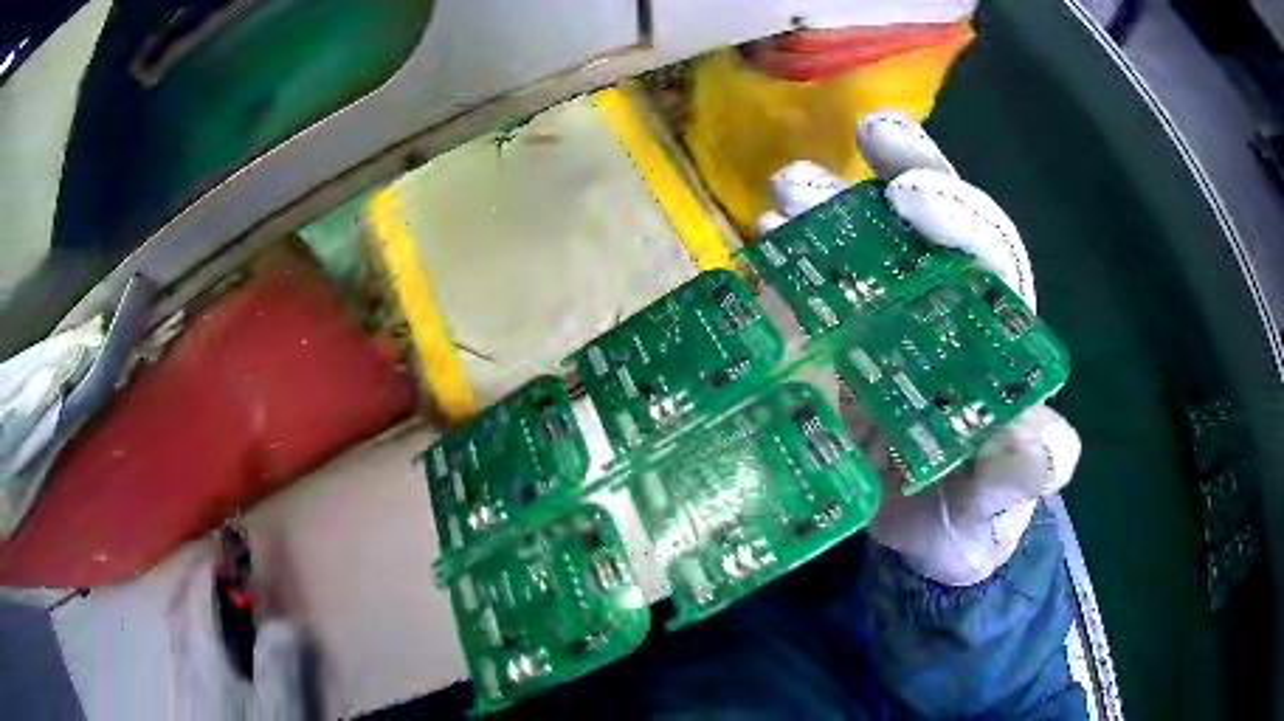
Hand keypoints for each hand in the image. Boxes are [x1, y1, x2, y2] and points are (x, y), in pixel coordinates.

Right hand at [758, 112, 1080, 585]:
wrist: (916, 538)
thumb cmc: (970, 512)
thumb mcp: (996, 501)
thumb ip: (1020, 474)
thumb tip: (1053, 445)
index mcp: (993, 334)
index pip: (985, 250)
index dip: (953, 213)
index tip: (908, 193)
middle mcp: (942, 311)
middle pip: (923, 228)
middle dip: (886, 180)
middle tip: (839, 156)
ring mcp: (884, 323)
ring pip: (862, 247)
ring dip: (824, 213)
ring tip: (778, 200)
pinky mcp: (837, 347)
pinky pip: (811, 291)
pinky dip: (785, 264)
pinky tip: (757, 247)